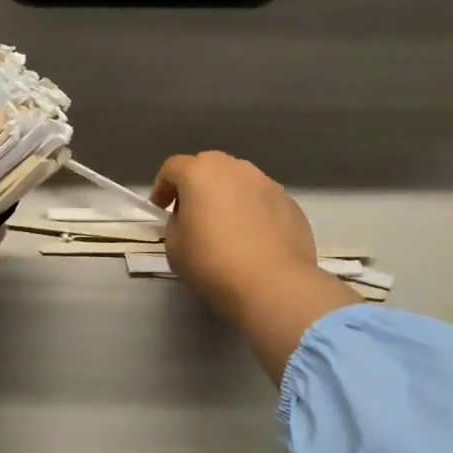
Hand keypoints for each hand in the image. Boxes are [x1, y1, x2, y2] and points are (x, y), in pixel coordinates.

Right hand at [152, 151, 358, 380]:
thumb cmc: (213, 263)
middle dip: (197, 186)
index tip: (161, 211)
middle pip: (208, 167)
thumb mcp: (174, 246)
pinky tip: (254, 240)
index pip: (172, 167)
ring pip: (239, 181)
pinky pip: (262, 200)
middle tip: (193, 215)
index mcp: (200, 173)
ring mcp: (267, 183)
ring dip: (228, 196)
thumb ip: (176, 223)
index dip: (162, 188)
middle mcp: (235, 168)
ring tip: (227, 227)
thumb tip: (188, 219)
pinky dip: (253, 212)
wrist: (274, 286)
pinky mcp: (291, 203)